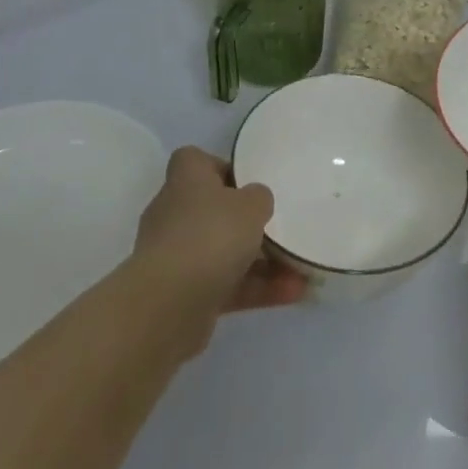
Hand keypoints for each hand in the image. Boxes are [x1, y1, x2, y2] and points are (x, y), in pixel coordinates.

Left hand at [134, 148, 306, 331]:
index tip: (247, 181)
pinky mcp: (182, 294)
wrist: (167, 307)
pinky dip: (255, 288)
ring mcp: (176, 256)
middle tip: (277, 226)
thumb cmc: (210, 236)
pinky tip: (292, 293)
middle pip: (211, 209)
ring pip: (223, 251)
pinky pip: (225, 284)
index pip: (194, 161)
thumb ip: (259, 197)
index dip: (220, 167)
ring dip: (260, 261)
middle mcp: (174, 214)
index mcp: (185, 181)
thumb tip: (255, 200)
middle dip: (245, 221)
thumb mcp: (251, 205)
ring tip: (300, 268)